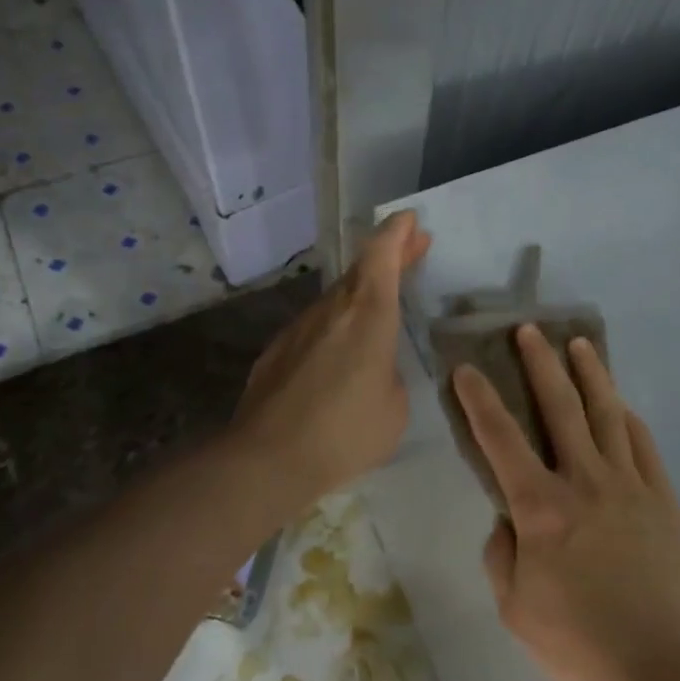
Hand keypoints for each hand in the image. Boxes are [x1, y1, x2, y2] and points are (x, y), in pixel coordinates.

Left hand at [232, 212, 430, 503]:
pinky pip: (315, 327)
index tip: (410, 220)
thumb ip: (389, 375)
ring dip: (361, 293)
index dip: (397, 233)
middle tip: (411, 249)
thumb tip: (374, 370)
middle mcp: (331, 311)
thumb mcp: (394, 407)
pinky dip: (335, 326)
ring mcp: (299, 329)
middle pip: (360, 271)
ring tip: (381, 305)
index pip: (381, 256)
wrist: (267, 460)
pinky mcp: (276, 352)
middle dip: (388, 256)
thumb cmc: (345, 432)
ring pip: (336, 299)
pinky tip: (340, 353)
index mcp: (368, 315)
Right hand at [453, 327, 679, 680]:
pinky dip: (627, 418)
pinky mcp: (662, 498)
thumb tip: (507, 519)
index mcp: (541, 508)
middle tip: (530, 331)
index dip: (480, 401)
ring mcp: (629, 485)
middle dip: (541, 364)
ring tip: (580, 345)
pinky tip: (620, 404)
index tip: (467, 369)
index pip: (501, 441)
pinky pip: (643, 445)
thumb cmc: (575, 642)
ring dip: (590, 375)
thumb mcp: (513, 606)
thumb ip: (502, 554)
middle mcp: (584, 482)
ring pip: (607, 414)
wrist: (656, 666)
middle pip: (561, 408)